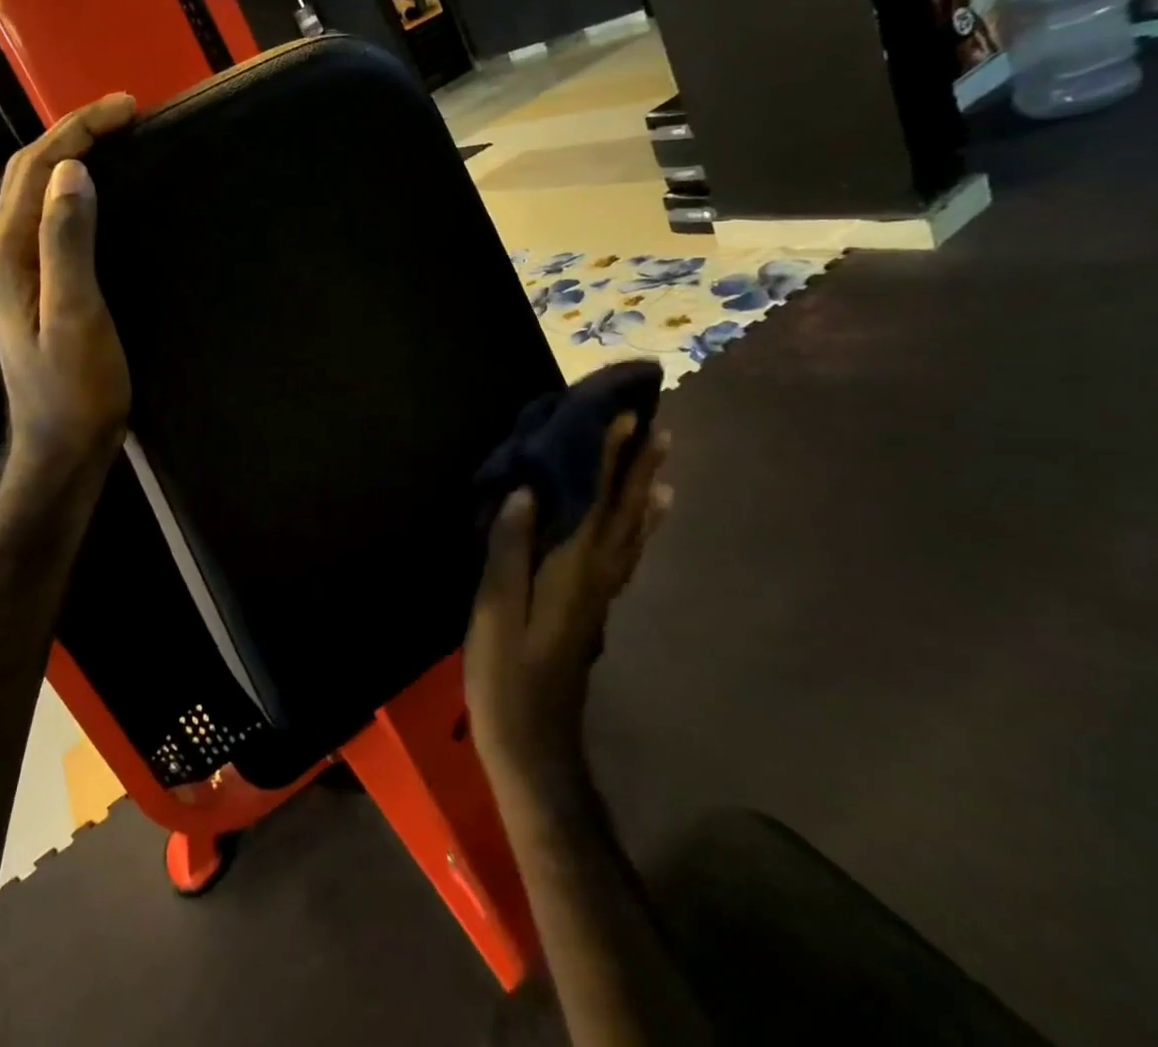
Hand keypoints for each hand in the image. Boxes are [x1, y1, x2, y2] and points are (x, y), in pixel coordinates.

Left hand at [0, 94, 136, 481]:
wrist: (61, 447)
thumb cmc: (74, 389)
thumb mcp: (76, 315)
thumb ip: (67, 243)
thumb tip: (72, 171)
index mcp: (7, 256)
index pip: (36, 170)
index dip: (77, 130)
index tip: (125, 107)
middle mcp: (2, 256)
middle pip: (26, 175)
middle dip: (71, 134)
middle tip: (123, 114)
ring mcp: (13, 274)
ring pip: (33, 195)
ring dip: (68, 158)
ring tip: (113, 140)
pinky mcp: (32, 289)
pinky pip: (46, 221)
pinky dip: (70, 192)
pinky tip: (95, 194)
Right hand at [465, 416, 669, 796]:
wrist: (533, 743)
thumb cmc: (505, 674)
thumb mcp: (495, 612)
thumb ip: (509, 550)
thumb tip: (527, 491)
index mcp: (571, 568)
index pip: (595, 500)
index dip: (609, 457)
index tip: (624, 414)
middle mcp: (596, 572)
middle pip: (624, 510)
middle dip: (637, 464)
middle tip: (656, 422)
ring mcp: (599, 591)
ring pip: (632, 529)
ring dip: (646, 488)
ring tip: (662, 456)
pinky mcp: (594, 605)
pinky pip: (626, 551)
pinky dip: (642, 525)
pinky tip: (649, 515)